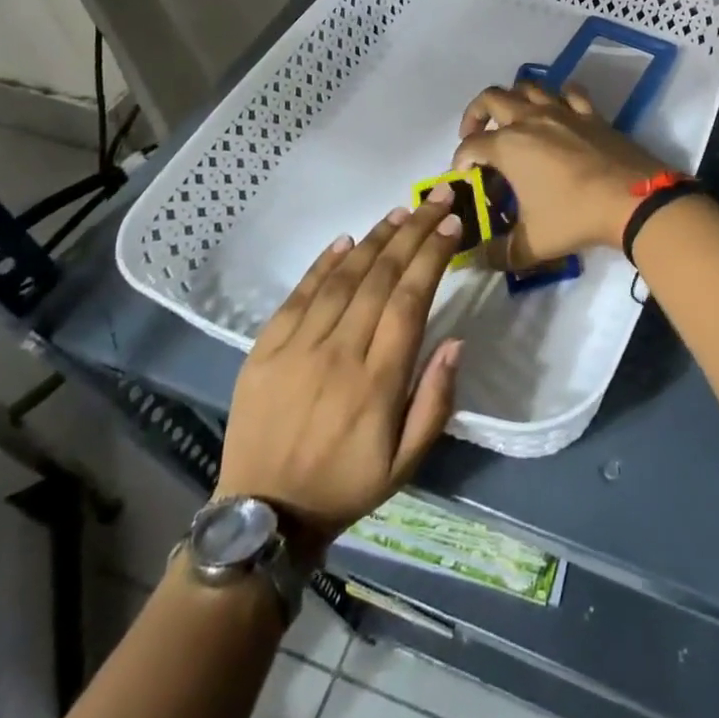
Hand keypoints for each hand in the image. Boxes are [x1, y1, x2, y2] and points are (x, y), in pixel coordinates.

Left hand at [217, 186, 465, 553]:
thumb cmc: (345, 485)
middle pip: (381, 278)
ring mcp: (296, 349)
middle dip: (414, 233)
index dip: (432, 257)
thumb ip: (435, 401)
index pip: (410, 301)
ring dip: (375, 239)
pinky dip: (323, 264)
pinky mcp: (263, 350)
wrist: (262, 516)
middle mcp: (338, 355)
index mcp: (377, 384)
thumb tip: (456, 342)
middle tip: (437, 200)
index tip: (452, 226)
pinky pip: (298, 295)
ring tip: (401, 212)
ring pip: (343, 279)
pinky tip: (346, 240)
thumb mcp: (406, 463)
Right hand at [451, 83, 668, 269]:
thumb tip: (478, 259)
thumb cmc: (574, 217)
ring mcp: (563, 111)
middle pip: (491, 98)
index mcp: (509, 146)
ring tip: (512, 120)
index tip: (463, 177)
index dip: (460, 160)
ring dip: (514, 98)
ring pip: (529, 86)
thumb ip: (499, 253)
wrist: (631, 200)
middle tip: (476, 137)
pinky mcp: (590, 114)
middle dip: (476, 115)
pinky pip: (570, 92)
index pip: (470, 145)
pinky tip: (558, 111)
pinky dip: (558, 96)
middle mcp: (531, 119)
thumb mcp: (531, 244)